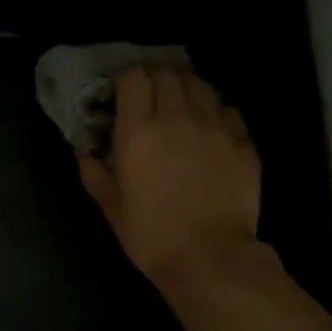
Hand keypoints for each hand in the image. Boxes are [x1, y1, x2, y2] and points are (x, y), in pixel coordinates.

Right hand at [79, 62, 261, 288]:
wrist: (210, 257)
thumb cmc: (151, 236)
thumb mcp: (112, 208)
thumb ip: (96, 174)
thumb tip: (87, 152)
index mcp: (139, 133)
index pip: (134, 78)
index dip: (125, 79)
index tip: (118, 93)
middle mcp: (178, 118)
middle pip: (168, 73)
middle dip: (154, 78)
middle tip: (146, 96)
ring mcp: (216, 127)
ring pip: (200, 85)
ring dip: (184, 89)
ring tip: (177, 107)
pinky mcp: (244, 141)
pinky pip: (227, 110)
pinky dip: (213, 111)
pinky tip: (207, 130)